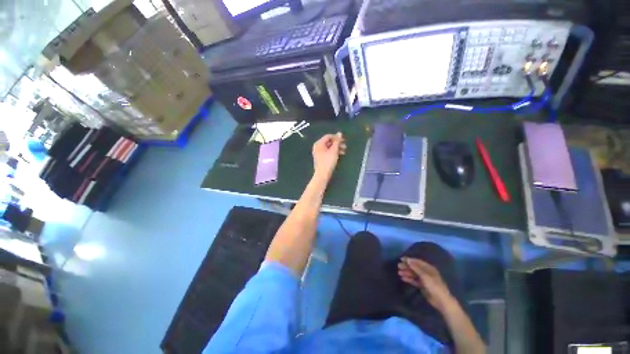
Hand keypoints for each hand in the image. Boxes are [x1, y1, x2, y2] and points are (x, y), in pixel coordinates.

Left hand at [312, 132, 345, 179]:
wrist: (322, 174)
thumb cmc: (328, 161)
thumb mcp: (334, 150)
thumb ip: (337, 141)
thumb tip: (339, 133)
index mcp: (319, 143)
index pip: (328, 136)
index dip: (336, 137)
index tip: (344, 140)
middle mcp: (317, 147)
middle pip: (328, 142)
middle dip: (337, 143)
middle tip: (345, 146)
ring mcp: (318, 153)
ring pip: (329, 147)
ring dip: (337, 148)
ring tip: (344, 151)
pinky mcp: (320, 158)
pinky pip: (327, 152)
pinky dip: (333, 152)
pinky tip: (340, 155)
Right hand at [398, 257, 456, 312]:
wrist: (441, 301)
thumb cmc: (434, 286)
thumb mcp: (425, 276)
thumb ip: (416, 268)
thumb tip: (408, 260)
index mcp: (429, 268)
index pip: (417, 262)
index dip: (409, 260)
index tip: (401, 259)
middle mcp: (426, 272)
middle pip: (415, 267)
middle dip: (407, 266)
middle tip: (399, 266)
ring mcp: (424, 279)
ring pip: (414, 274)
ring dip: (407, 273)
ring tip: (399, 273)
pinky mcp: (423, 286)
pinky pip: (414, 280)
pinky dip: (409, 279)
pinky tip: (403, 278)